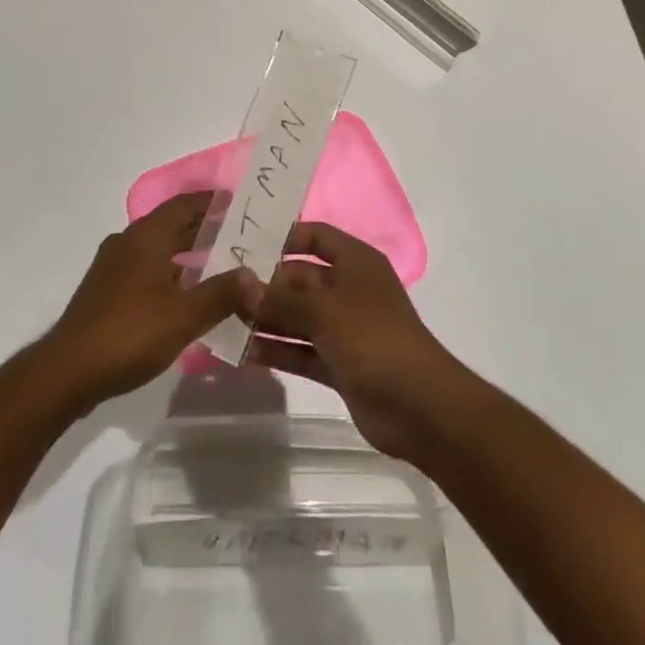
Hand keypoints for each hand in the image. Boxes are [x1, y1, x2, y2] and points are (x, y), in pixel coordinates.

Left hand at [41, 192, 253, 412]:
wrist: (68, 371)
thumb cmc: (130, 332)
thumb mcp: (184, 315)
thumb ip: (221, 294)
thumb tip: (254, 276)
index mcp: (146, 236)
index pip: (184, 205)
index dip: (211, 202)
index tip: (238, 202)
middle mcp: (128, 242)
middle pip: (171, 225)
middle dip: (204, 228)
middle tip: (239, 236)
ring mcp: (113, 267)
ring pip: (158, 249)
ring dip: (187, 254)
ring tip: (220, 265)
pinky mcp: (106, 291)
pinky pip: (146, 269)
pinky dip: (170, 273)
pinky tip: (187, 296)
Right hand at [243, 222, 464, 458]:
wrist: (420, 408)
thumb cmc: (373, 339)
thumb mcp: (324, 311)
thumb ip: (281, 298)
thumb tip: (241, 284)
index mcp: (355, 262)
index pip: (315, 236)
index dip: (284, 237)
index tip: (245, 244)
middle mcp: (349, 289)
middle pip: (301, 279)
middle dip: (266, 285)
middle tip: (223, 289)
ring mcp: (345, 329)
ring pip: (298, 317)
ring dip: (267, 319)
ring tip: (224, 320)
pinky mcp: (340, 364)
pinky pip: (302, 350)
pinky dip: (278, 350)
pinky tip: (243, 352)